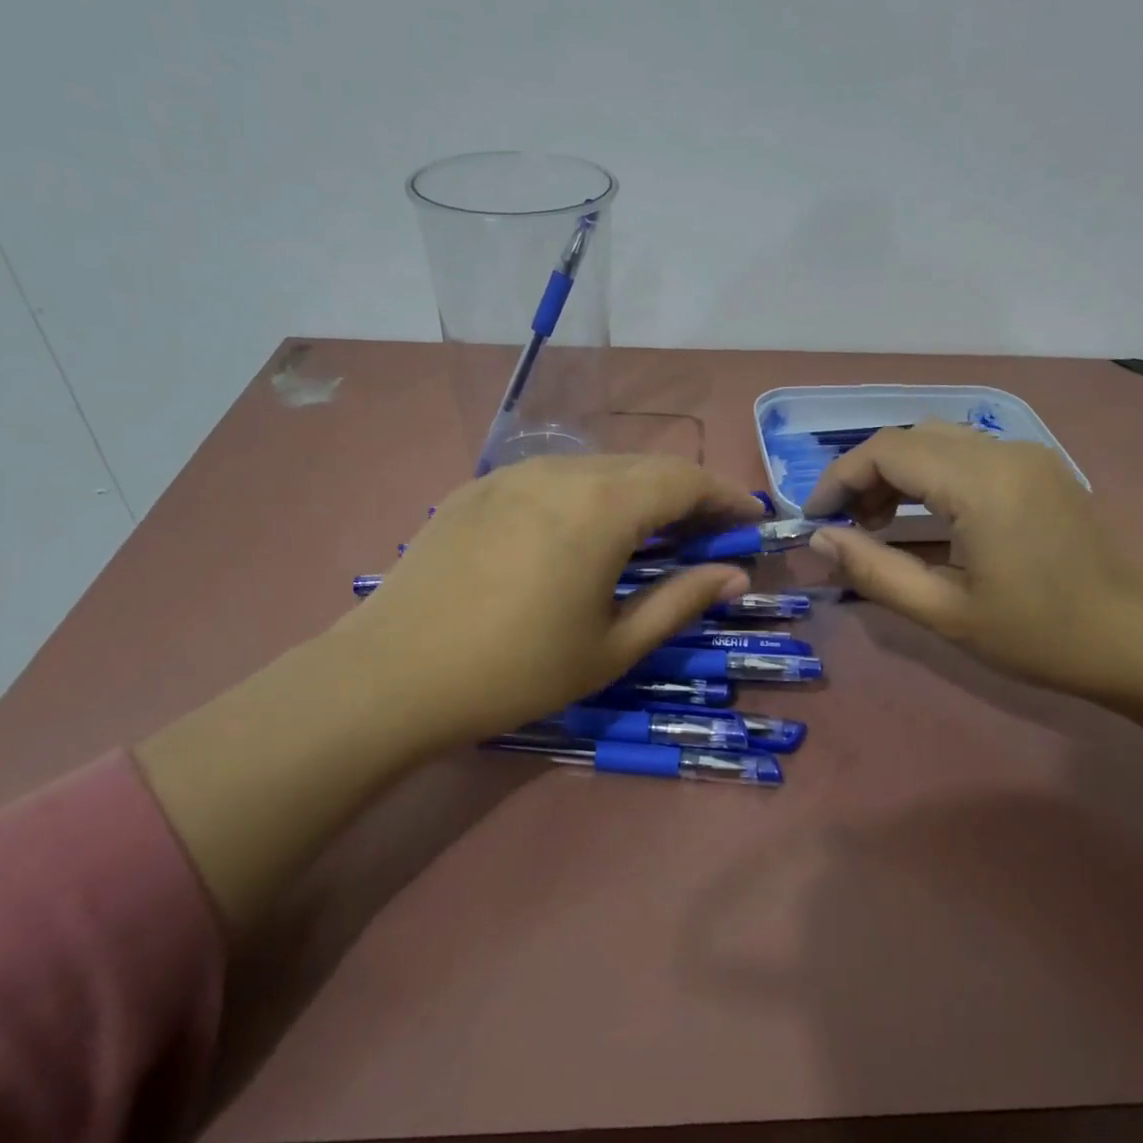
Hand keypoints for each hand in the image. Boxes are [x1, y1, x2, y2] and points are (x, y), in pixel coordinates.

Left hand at [330, 456, 762, 751]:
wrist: (391, 676)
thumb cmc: (515, 671)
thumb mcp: (612, 647)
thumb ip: (680, 601)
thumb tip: (734, 575)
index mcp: (602, 505)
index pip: (685, 479)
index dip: (726, 495)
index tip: (751, 520)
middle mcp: (560, 470)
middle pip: (644, 466)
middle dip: (686, 494)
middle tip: (707, 534)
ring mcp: (512, 473)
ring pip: (597, 467)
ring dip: (636, 492)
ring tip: (649, 535)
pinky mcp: (477, 486)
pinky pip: (551, 477)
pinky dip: (587, 494)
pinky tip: (580, 534)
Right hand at [803, 423, 1142, 711]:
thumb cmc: (1044, 635)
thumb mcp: (946, 613)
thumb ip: (874, 571)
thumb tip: (819, 539)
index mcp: (978, 481)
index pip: (885, 450)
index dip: (838, 478)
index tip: (815, 519)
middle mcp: (1002, 450)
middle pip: (909, 437)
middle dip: (866, 476)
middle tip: (848, 528)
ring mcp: (1027, 455)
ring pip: (938, 440)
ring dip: (898, 473)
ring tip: (881, 526)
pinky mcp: (1041, 468)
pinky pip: (968, 452)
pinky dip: (931, 475)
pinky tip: (929, 519)